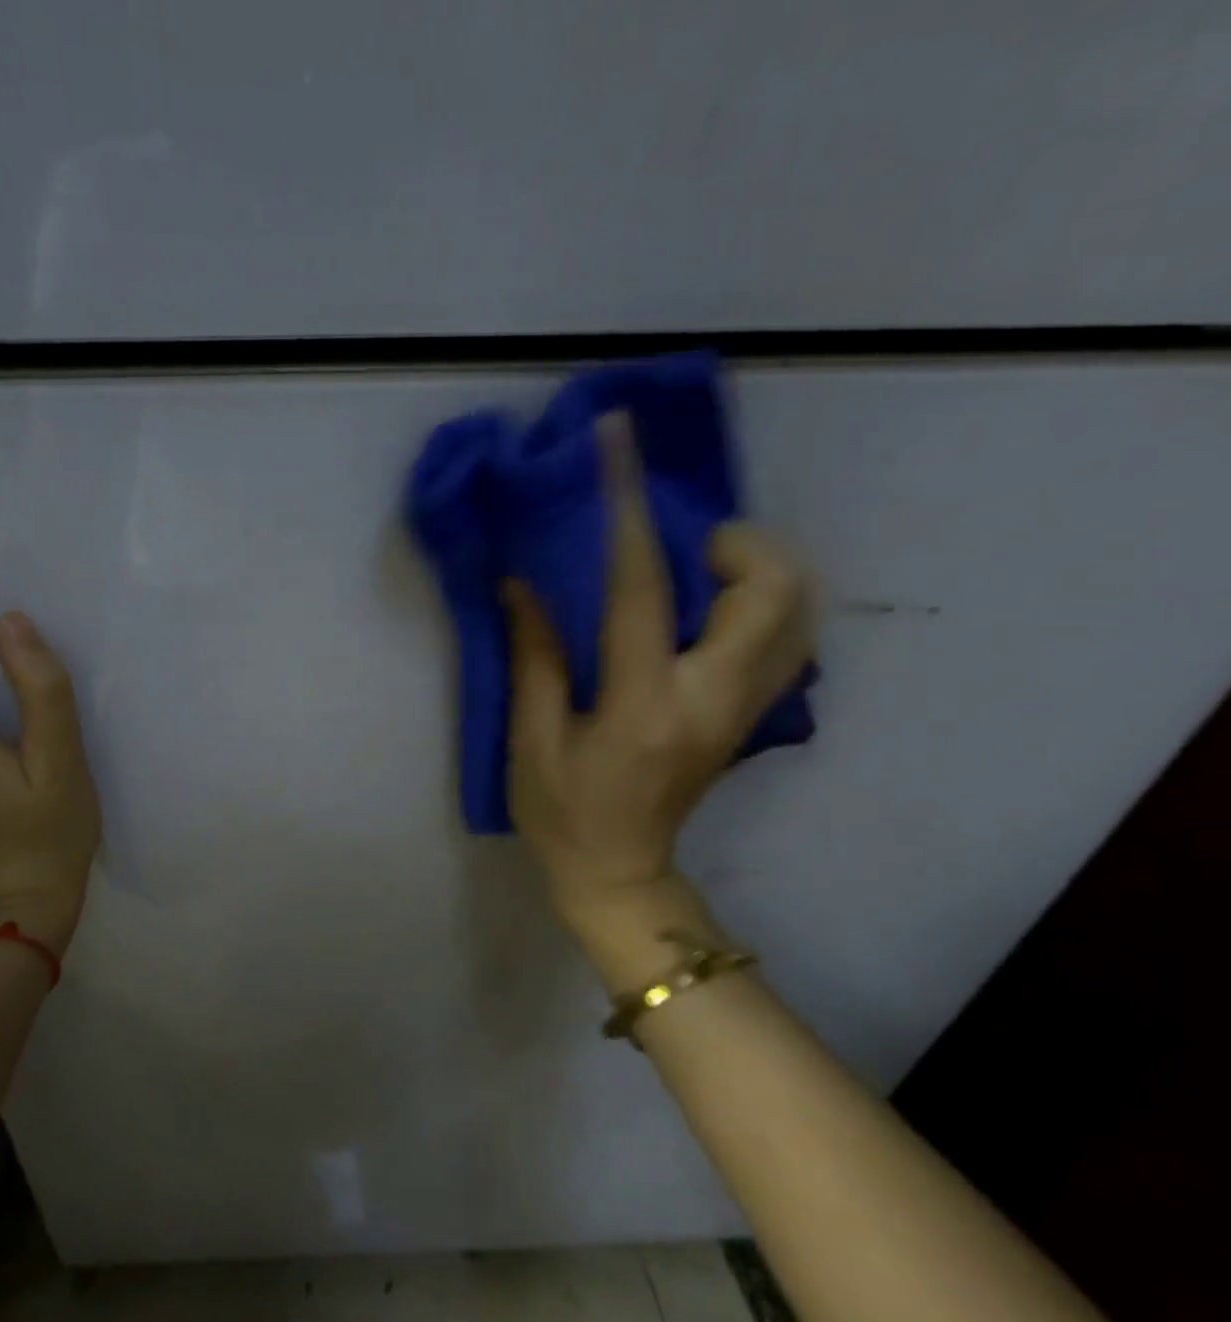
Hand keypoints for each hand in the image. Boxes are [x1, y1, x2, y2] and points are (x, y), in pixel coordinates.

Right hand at [502, 412, 812, 954]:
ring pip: (797, 615)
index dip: (627, 512)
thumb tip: (525, 581)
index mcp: (643, 705)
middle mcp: (712, 700)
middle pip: (771, 595)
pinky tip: (712, 608)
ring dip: (758, 572)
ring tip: (700, 570)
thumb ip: (535, 656)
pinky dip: (763, 604)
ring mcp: (743, 710)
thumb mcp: (533, 739)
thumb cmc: (563, 812)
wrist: (620, 874)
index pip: (642, 590)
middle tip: (684, 545)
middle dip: (738, 545)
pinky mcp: (750, 716)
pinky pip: (785, 640)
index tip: (619, 447)